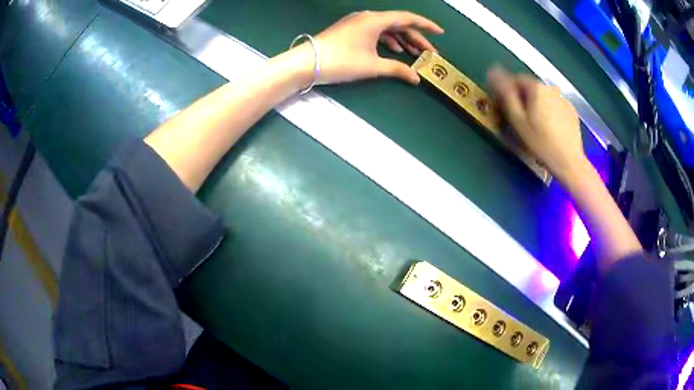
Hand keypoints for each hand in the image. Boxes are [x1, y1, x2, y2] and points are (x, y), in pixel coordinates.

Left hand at [310, 11, 442, 84]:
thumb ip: (397, 69)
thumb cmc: (341, 61)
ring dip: (402, 40)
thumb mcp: (372, 66)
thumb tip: (416, 78)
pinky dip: (387, 40)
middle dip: (416, 38)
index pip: (407, 18)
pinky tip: (394, 50)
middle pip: (398, 24)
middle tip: (430, 52)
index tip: (440, 33)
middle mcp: (368, 17)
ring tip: (414, 54)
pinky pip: (375, 31)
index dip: (426, 26)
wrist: (306, 63)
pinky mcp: (350, 30)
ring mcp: (357, 23)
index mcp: (375, 20)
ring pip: (386, 28)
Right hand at [487, 66, 587, 180]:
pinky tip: (550, 129)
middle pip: (531, 88)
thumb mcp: (518, 120)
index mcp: (536, 87)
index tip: (505, 107)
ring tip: (536, 126)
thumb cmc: (541, 143)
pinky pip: (555, 106)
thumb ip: (505, 94)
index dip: (508, 91)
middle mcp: (550, 88)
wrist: (569, 162)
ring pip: (544, 97)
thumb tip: (492, 71)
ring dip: (537, 105)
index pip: (515, 79)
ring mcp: (563, 99)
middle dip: (523, 99)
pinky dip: (550, 112)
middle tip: (520, 119)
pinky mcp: (572, 111)